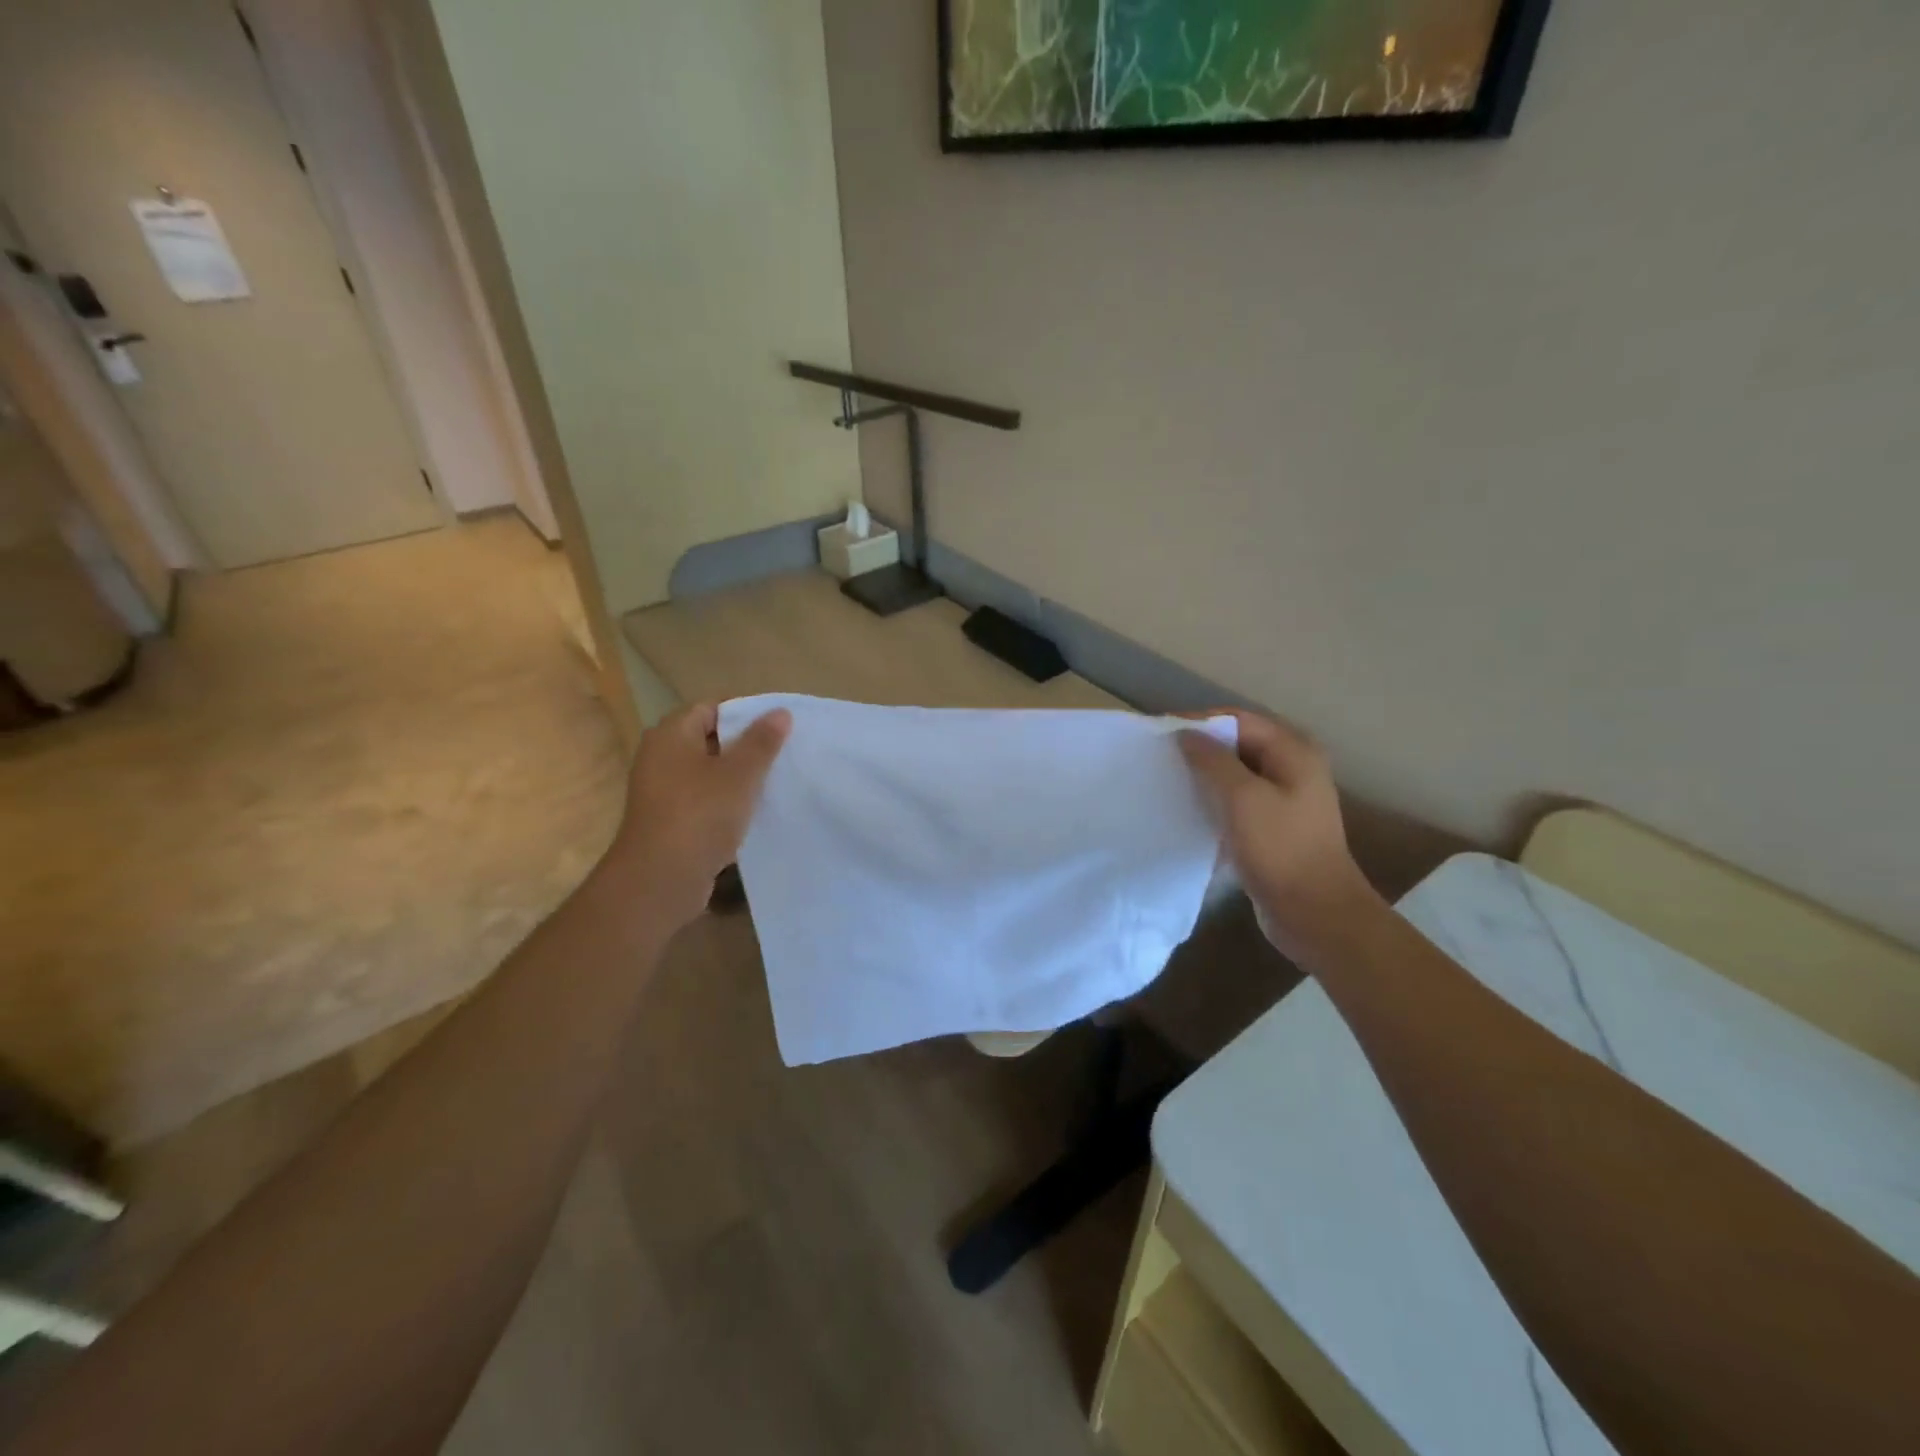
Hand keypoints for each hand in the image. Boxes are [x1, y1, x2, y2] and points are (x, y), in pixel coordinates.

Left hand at [602, 702, 790, 928]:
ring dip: (737, 777)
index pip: (712, 707)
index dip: (746, 713)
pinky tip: (752, 812)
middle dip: (746, 745)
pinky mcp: (668, 819)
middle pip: (710, 739)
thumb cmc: (700, 815)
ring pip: (708, 772)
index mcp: (671, 734)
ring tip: (774, 781)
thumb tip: (780, 712)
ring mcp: (661, 790)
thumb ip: (761, 742)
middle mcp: (660, 756)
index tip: (779, 727)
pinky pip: (703, 799)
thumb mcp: (740, 774)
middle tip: (783, 753)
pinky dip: (725, 801)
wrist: (659, 880)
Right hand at [1178, 710, 1378, 957]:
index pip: (1239, 720)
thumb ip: (1212, 760)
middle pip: (1238, 744)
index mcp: (1293, 752)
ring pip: (1235, 774)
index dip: (1200, 723)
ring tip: (1168, 781)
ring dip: (1204, 776)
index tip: (1160, 734)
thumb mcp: (1242, 798)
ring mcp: (1284, 799)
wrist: (1314, 914)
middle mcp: (1292, 768)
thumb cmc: (1280, 849)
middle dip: (1200, 748)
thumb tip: (1185, 734)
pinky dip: (1213, 800)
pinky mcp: (1272, 827)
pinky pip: (1237, 801)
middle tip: (1159, 758)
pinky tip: (1187, 810)